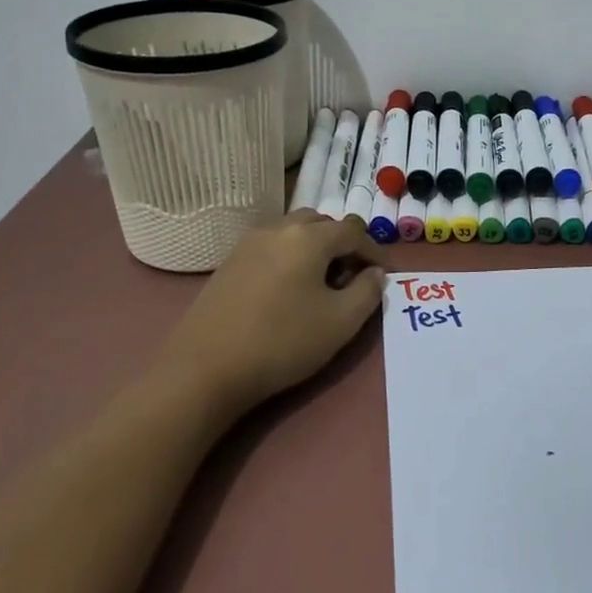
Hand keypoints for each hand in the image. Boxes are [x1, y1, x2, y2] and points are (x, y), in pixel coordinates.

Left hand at [154, 213, 384, 418]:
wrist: (206, 368)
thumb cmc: (283, 342)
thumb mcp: (341, 322)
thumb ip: (368, 292)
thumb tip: (375, 274)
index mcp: (309, 238)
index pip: (354, 231)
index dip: (375, 251)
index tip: (385, 275)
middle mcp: (278, 229)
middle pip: (321, 223)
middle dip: (343, 244)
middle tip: (353, 276)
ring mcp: (248, 244)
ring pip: (293, 232)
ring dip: (315, 248)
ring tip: (322, 283)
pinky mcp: (229, 264)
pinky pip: (272, 248)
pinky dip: (290, 257)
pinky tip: (289, 291)